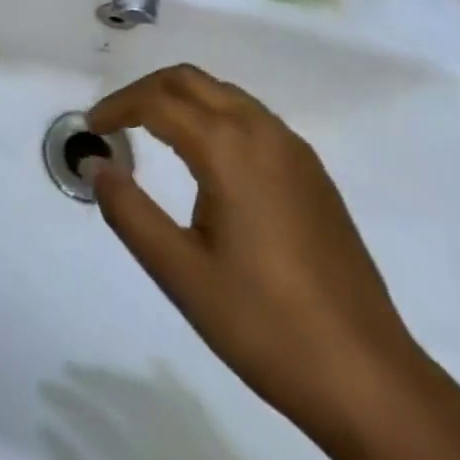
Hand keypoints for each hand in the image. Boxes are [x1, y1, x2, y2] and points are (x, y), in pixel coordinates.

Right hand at [86, 66, 459, 459]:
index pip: (157, 101)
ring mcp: (292, 148)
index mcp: (228, 147)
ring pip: (223, 93)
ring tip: (152, 133)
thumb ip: (128, 210)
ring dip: (181, 99)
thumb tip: (93, 163)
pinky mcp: (312, 171)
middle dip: (146, 91)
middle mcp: (261, 130)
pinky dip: (214, 115)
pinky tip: (206, 159)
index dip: (117, 107)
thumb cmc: (265, 325)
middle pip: (189, 80)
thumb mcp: (181, 273)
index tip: (91, 127)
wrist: (369, 378)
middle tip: (116, 122)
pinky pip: (250, 116)